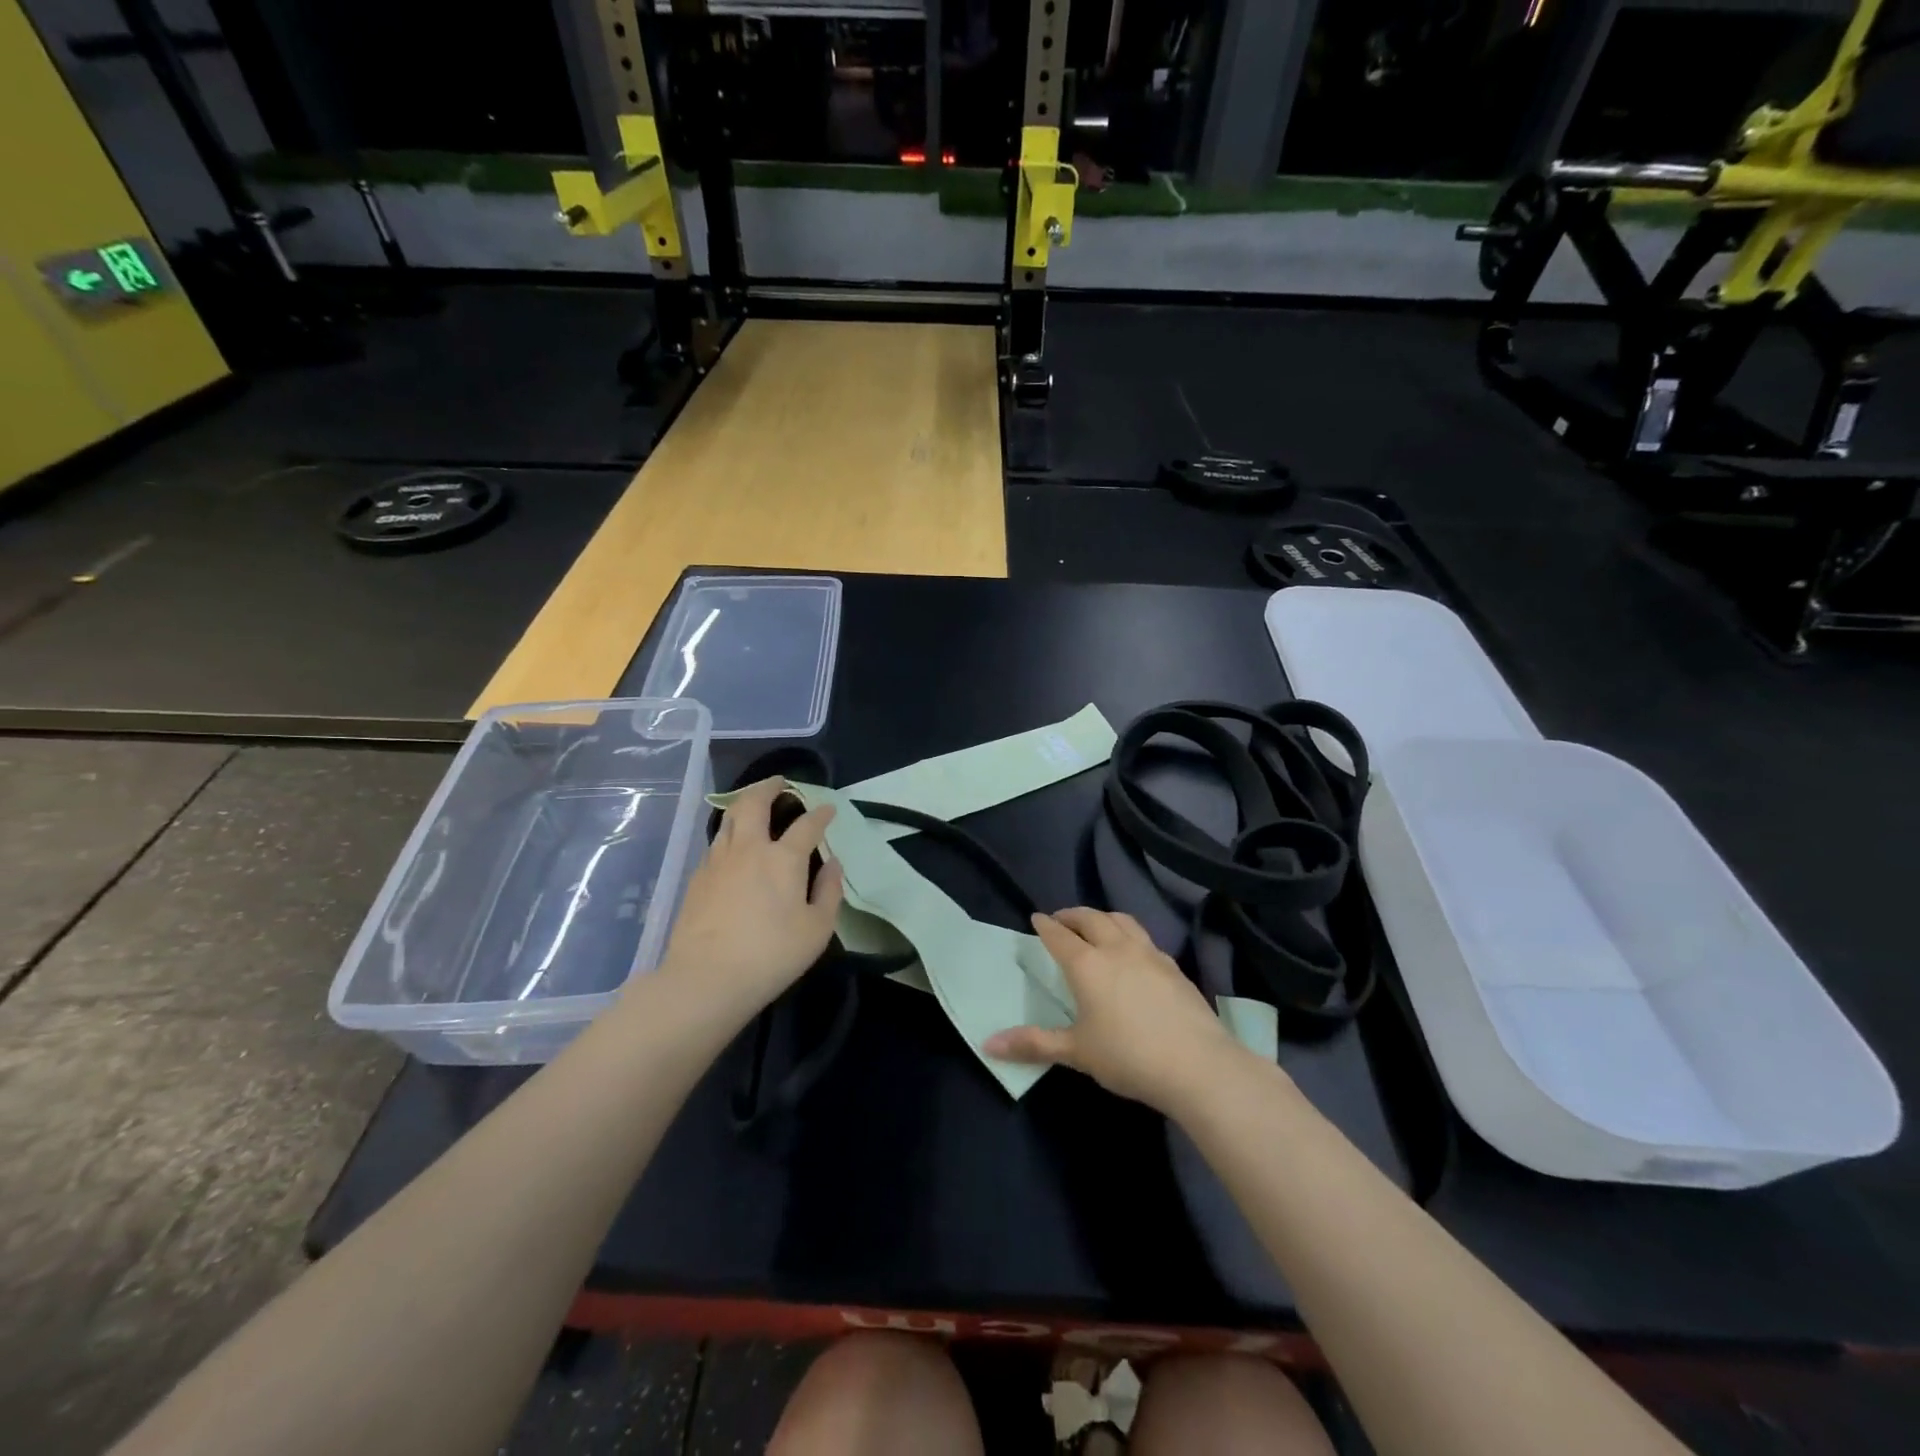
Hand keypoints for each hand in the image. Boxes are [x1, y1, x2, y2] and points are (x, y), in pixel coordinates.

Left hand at [655, 778, 843, 1017]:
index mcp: (784, 858)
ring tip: (755, 807)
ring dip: (746, 805)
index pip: (807, 824)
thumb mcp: (817, 929)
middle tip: (780, 783)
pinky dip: (731, 834)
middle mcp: (749, 848)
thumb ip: (829, 891)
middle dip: (769, 786)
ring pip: (730, 819)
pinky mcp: (697, 878)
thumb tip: (833, 863)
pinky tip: (735, 847)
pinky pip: (717, 843)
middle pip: (755, 802)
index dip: (821, 813)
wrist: (706, 978)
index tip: (828, 809)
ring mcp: (718, 861)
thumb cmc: (771, 955)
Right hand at [983, 908, 1245, 1113]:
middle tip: (1061, 919)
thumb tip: (988, 1044)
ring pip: (1122, 921)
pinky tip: (1133, 953)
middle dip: (1072, 915)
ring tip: (1096, 925)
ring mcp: (1149, 954)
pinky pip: (1145, 938)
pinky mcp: (1174, 967)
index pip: (1060, 936)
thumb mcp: (1076, 1053)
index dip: (1045, 926)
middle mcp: (1116, 949)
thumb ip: (1033, 1044)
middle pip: (1091, 918)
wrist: (1197, 1065)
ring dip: (1103, 918)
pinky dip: (1129, 935)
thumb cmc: (1128, 1056)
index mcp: (1087, 964)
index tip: (1036, 918)